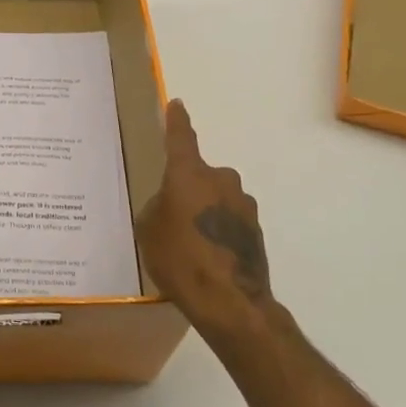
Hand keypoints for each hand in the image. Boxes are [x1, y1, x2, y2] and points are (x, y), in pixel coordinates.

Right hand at [136, 100, 298, 351]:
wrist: (230, 301)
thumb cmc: (180, 259)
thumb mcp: (149, 230)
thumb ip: (158, 207)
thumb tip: (172, 204)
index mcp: (189, 174)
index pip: (180, 138)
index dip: (176, 122)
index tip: (177, 105)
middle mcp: (220, 180)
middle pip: (198, 176)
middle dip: (186, 190)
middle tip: (171, 218)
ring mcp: (243, 204)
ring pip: (216, 199)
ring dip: (204, 212)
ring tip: (190, 245)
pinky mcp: (256, 228)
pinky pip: (228, 221)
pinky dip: (218, 231)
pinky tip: (207, 257)